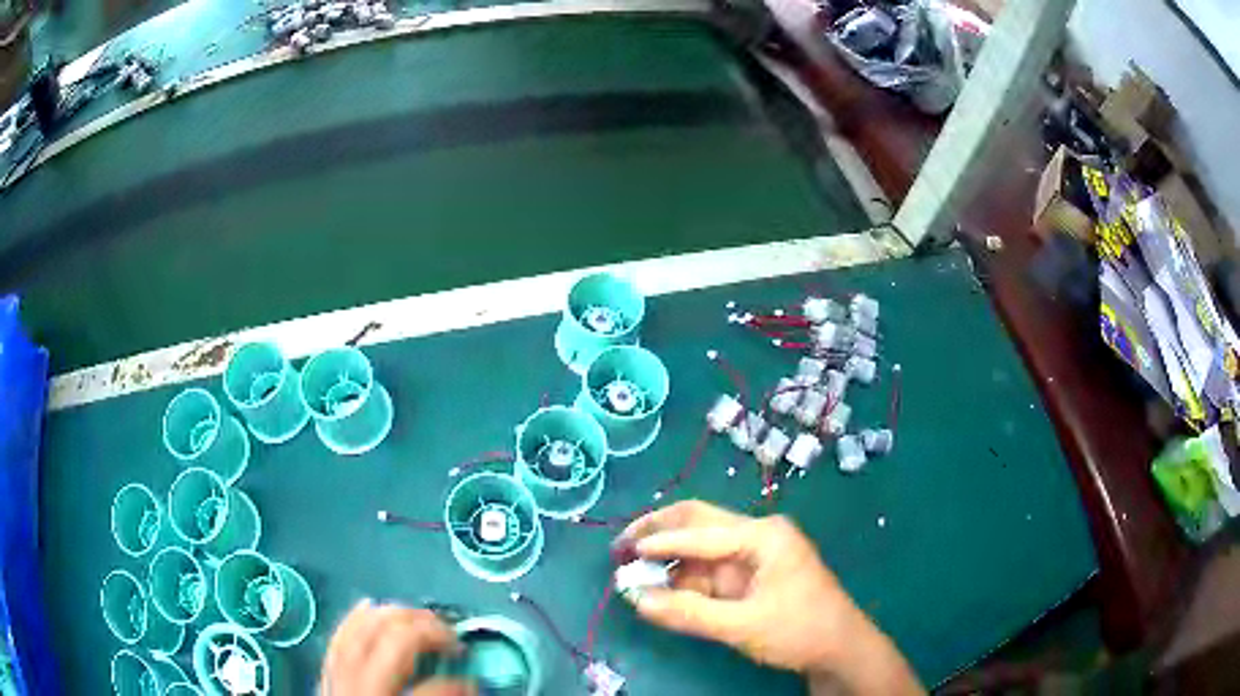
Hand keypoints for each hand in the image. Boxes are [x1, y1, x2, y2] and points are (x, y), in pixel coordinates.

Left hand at [321, 600, 474, 695]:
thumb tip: (472, 690)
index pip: (434, 690)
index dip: (462, 683)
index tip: (477, 684)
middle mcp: (360, 691)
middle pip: (393, 643)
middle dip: (428, 631)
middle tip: (452, 637)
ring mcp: (337, 681)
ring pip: (362, 631)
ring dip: (394, 617)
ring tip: (419, 617)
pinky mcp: (326, 678)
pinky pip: (338, 640)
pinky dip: (355, 620)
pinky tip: (370, 607)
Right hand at [617, 501, 921, 694]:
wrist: (839, 648)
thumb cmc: (799, 629)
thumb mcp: (742, 625)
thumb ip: (688, 613)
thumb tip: (636, 600)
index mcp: (764, 535)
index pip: (701, 533)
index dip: (659, 543)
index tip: (622, 555)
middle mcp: (757, 535)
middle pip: (699, 520)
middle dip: (659, 530)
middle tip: (621, 545)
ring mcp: (753, 554)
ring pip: (700, 544)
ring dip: (667, 555)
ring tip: (631, 568)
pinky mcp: (749, 574)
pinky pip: (708, 568)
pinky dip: (682, 576)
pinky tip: (660, 586)